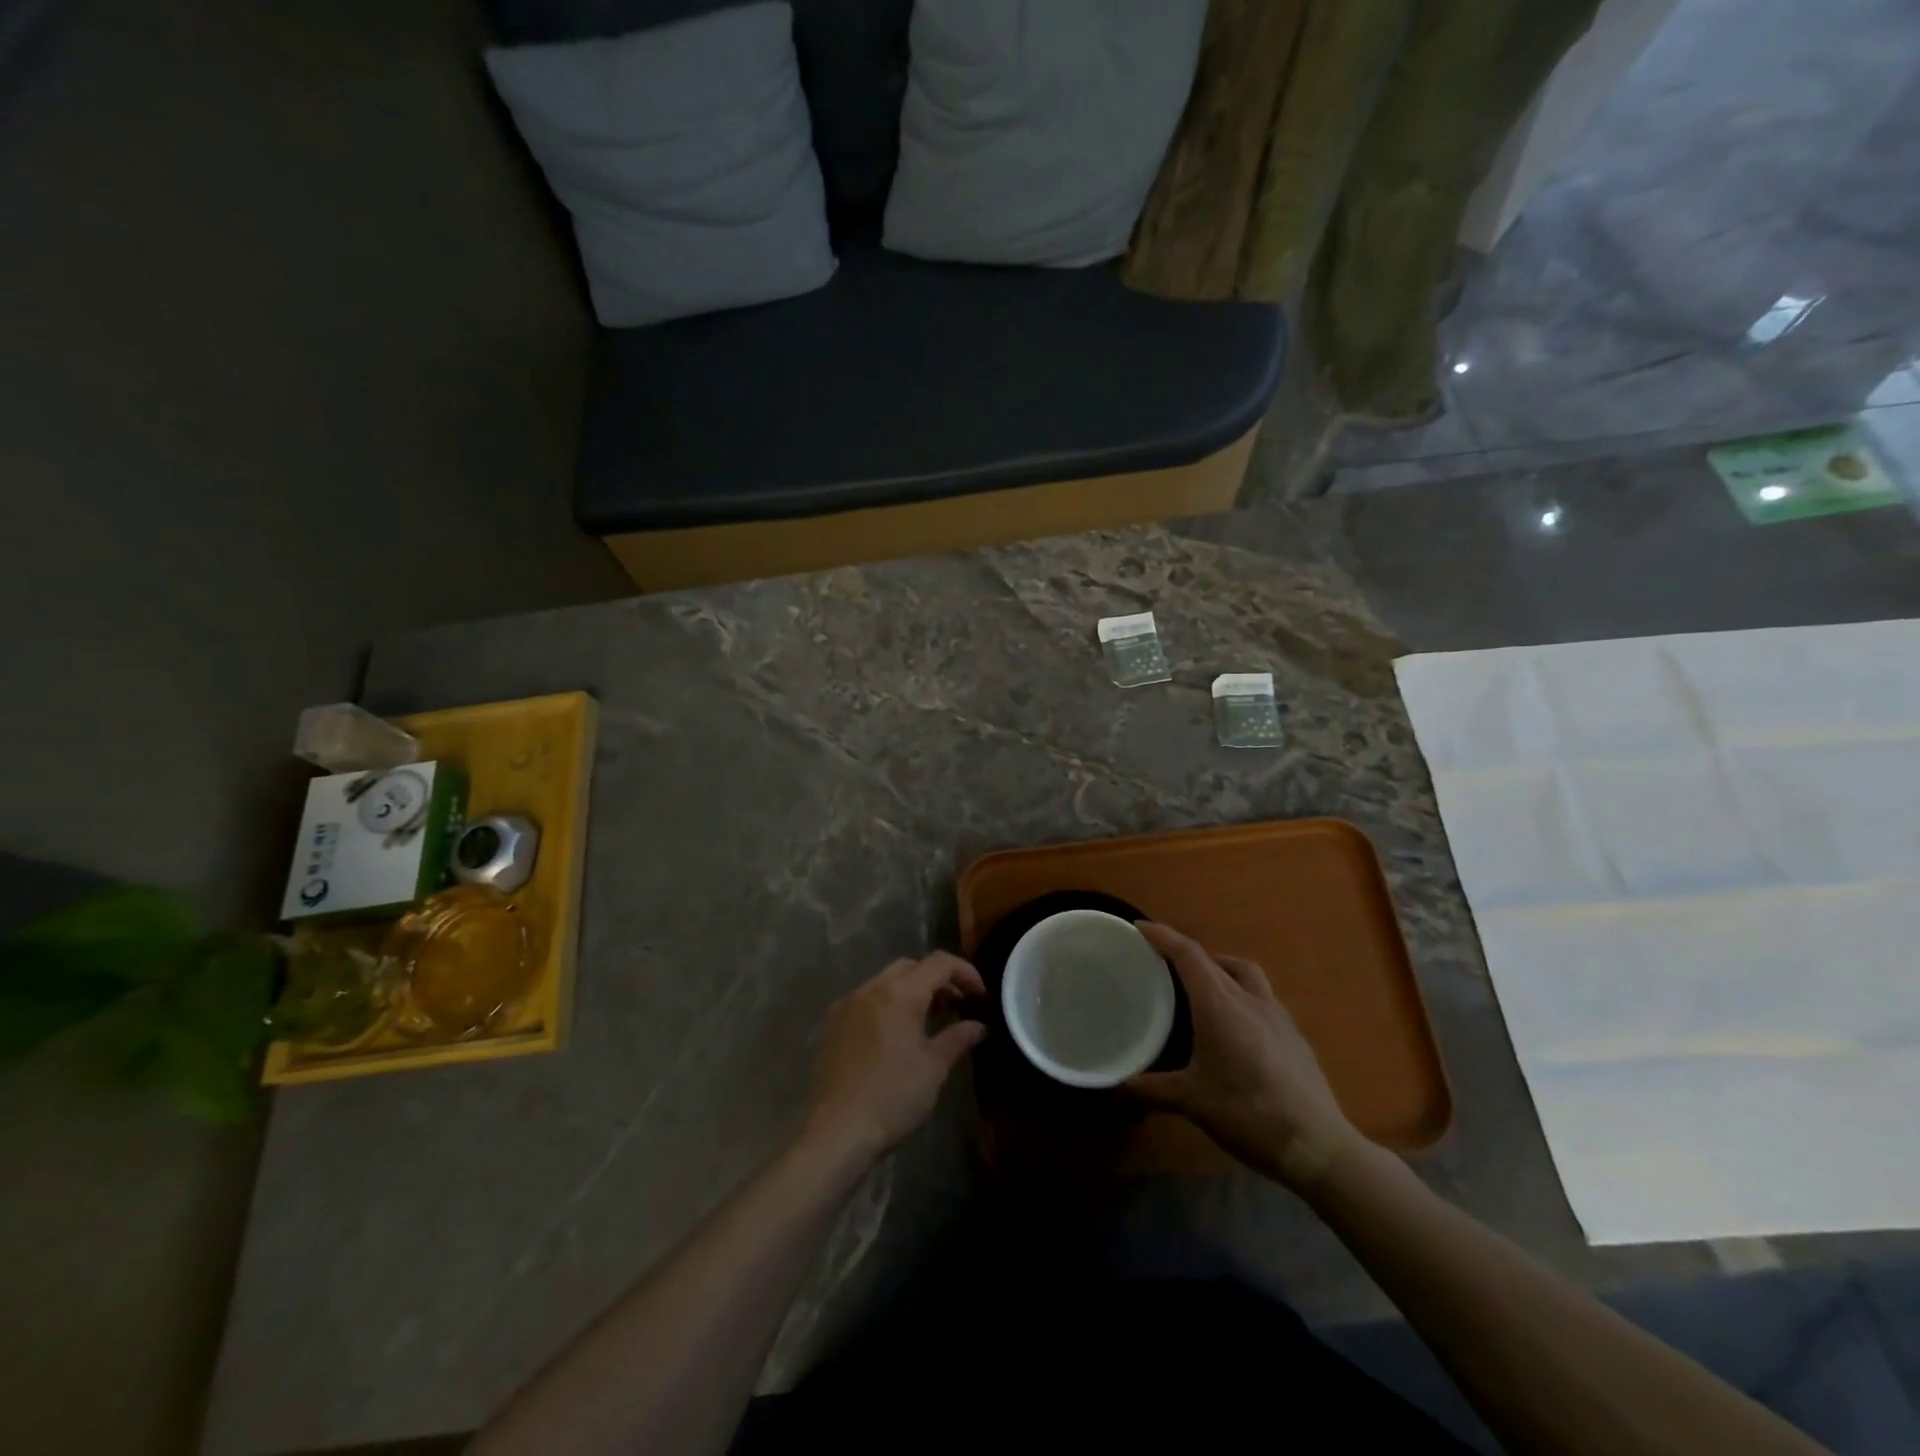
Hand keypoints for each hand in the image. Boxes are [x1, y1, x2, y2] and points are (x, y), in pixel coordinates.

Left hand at [801, 952, 986, 1167]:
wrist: (835, 1131)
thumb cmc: (893, 1097)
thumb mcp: (934, 1068)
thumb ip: (957, 1038)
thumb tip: (978, 1026)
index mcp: (900, 993)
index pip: (939, 963)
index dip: (965, 972)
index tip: (980, 995)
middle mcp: (871, 988)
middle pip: (910, 967)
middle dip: (936, 980)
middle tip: (954, 1006)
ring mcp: (846, 1004)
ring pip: (885, 981)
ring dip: (909, 991)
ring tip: (925, 1021)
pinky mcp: (830, 1024)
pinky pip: (864, 1000)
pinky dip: (885, 1005)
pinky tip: (891, 1036)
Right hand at [1127, 922, 1365, 1188]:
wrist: (1316, 1145)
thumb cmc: (1247, 1113)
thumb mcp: (1191, 1102)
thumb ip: (1150, 1089)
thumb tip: (1115, 1084)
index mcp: (1219, 1004)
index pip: (1187, 954)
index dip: (1162, 936)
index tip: (1140, 927)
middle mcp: (1248, 998)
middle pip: (1214, 959)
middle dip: (1187, 953)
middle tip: (1164, 963)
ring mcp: (1277, 1014)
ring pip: (1245, 972)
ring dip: (1220, 968)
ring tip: (1203, 986)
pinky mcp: (1294, 1034)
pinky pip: (1262, 997)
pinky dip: (1242, 994)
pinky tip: (1237, 1025)